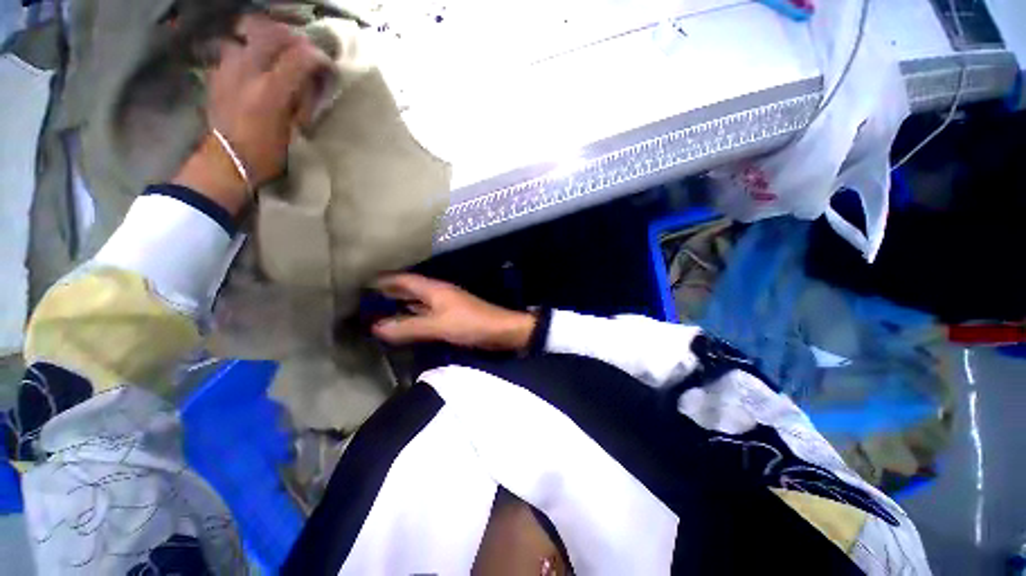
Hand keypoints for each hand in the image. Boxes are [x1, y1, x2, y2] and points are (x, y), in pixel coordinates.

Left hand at [174, 13, 332, 212]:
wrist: (226, 162)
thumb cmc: (267, 154)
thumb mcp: (294, 132)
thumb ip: (303, 102)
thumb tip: (312, 83)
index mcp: (271, 91)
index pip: (300, 57)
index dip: (319, 58)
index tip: (328, 67)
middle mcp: (248, 71)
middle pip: (273, 35)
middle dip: (295, 40)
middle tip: (306, 53)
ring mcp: (228, 68)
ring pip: (250, 34)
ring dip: (270, 40)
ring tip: (281, 54)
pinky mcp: (217, 72)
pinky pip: (235, 48)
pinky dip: (250, 50)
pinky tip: (257, 65)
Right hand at [372, 274, 537, 351]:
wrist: (502, 331)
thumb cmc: (471, 324)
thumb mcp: (439, 325)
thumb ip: (409, 327)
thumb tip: (376, 327)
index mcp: (435, 289)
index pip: (405, 280)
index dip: (386, 280)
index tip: (365, 282)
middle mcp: (439, 294)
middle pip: (411, 289)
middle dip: (391, 292)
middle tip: (368, 297)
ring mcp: (446, 305)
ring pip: (419, 302)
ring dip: (402, 304)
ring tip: (381, 309)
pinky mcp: (452, 317)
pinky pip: (427, 314)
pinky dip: (415, 316)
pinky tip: (407, 322)